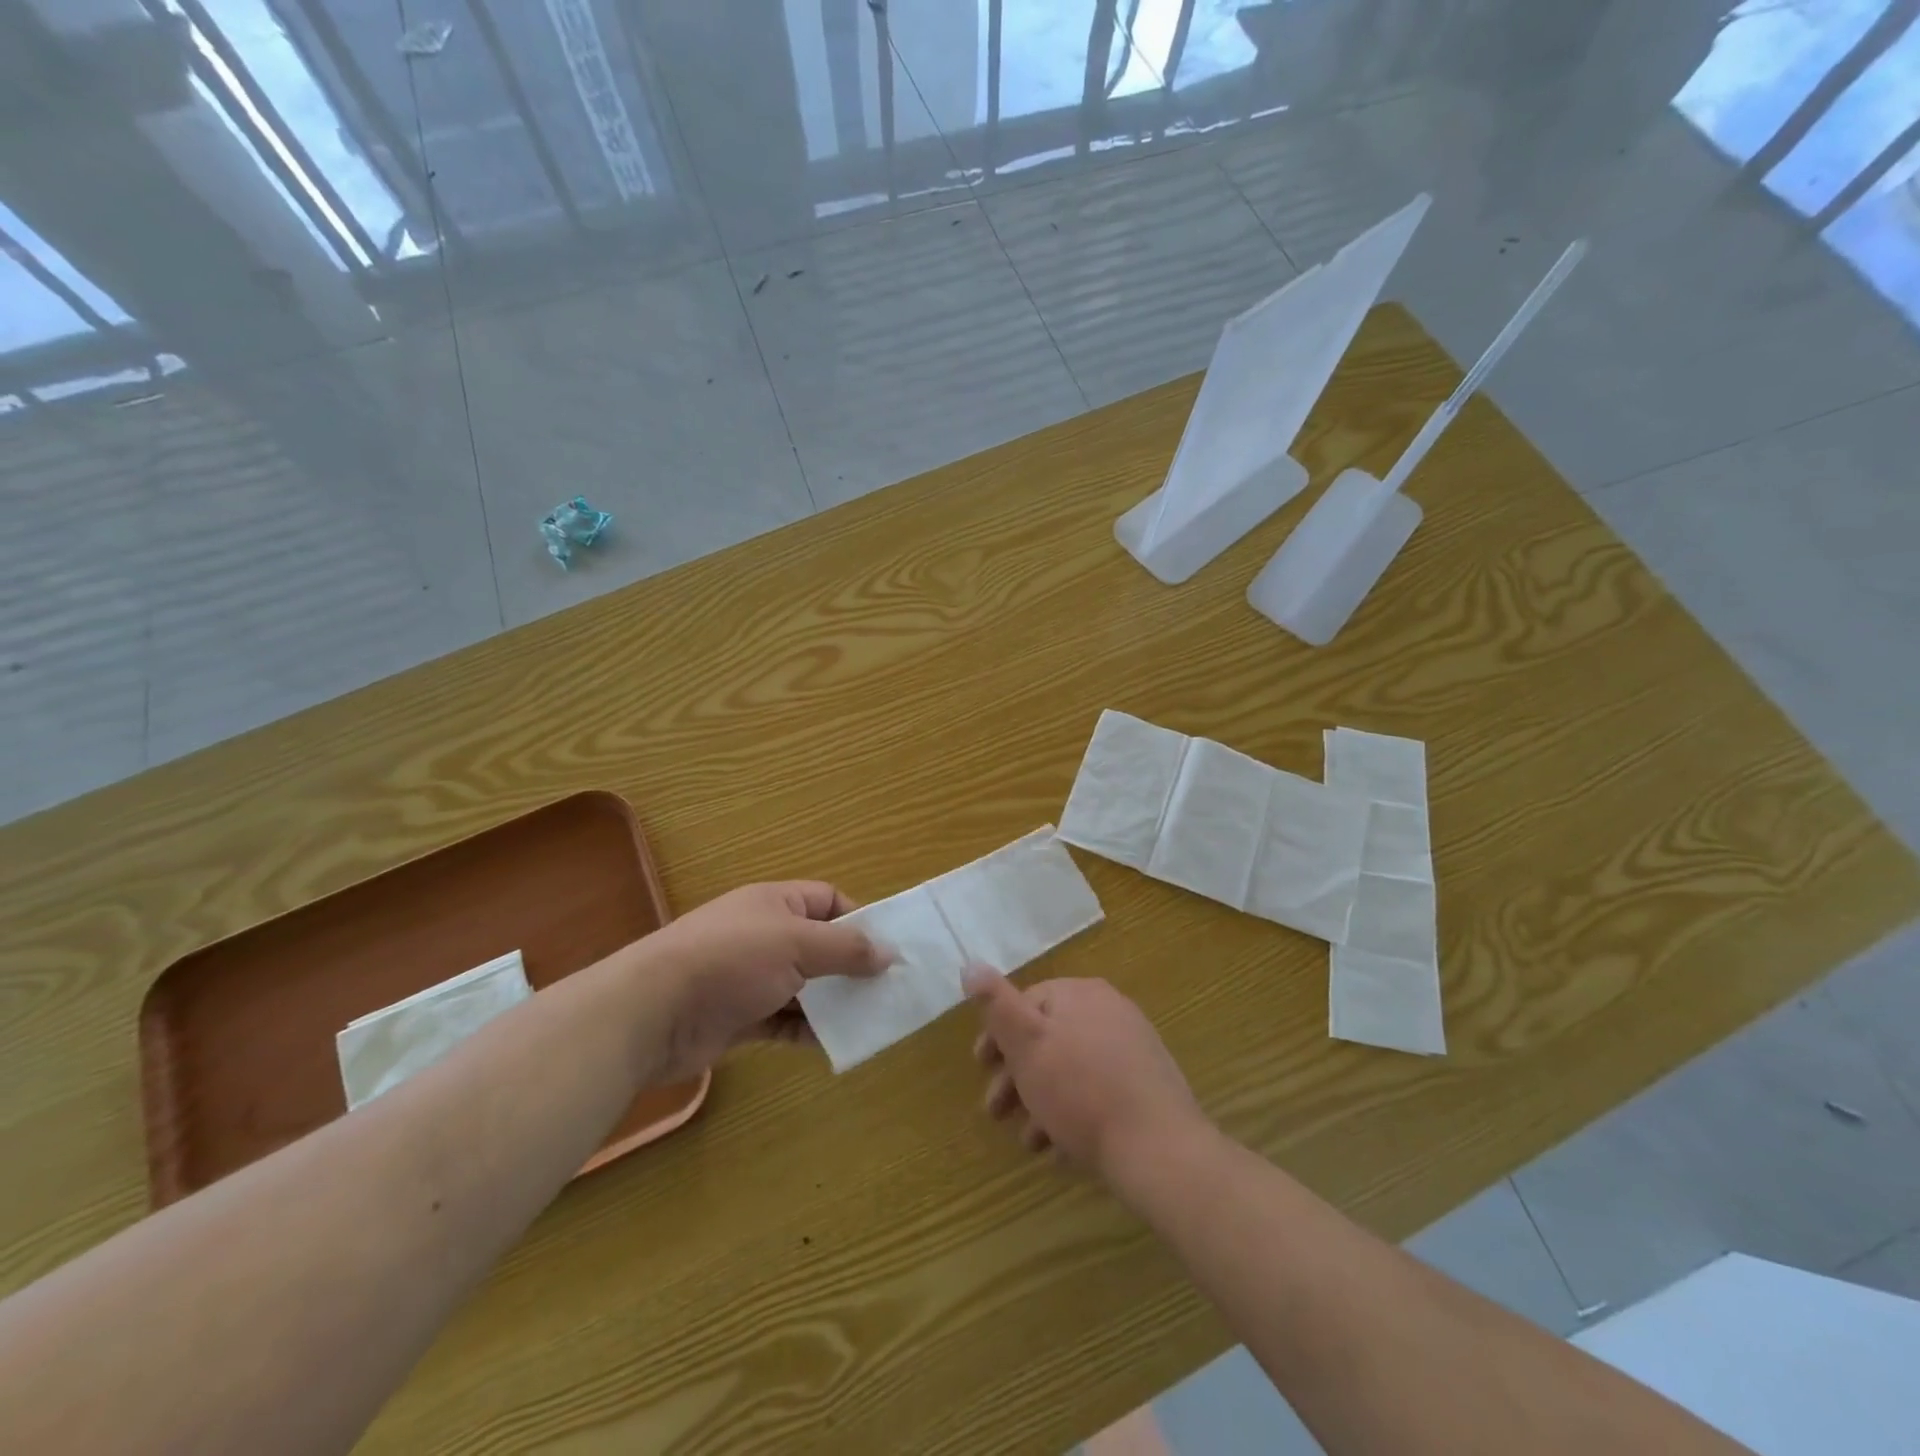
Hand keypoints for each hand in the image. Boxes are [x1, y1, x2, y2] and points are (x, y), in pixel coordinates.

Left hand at [641, 882, 886, 1080]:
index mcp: (776, 903)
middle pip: (819, 946)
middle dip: (851, 966)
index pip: (828, 900)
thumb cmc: (732, 960)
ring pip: (804, 987)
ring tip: (870, 1018)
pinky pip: (784, 1021)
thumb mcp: (797, 944)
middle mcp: (764, 936)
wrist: (652, 1012)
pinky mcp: (739, 1017)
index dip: (859, 919)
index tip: (887, 947)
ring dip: (833, 1002)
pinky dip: (807, 1030)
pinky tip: (834, 1043)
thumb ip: (846, 949)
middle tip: (888, 989)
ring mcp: (750, 978)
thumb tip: (890, 953)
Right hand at [967, 970, 1207, 1184]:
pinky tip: (1061, 1149)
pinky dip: (1074, 1114)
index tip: (980, 1069)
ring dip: (1042, 1102)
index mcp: (1080, 994)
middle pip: (1049, 1038)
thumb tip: (971, 964)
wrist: (1159, 1149)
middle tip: (996, 1112)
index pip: (1027, 1002)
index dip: (998, 1036)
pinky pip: (1098, 1091)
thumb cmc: (1081, 1091)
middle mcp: (1109, 1010)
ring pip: (1070, 1069)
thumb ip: (997, 1004)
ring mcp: (1133, 1047)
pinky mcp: (1147, 1085)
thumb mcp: (1027, 1044)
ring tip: (1029, 1142)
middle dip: (1017, 1076)